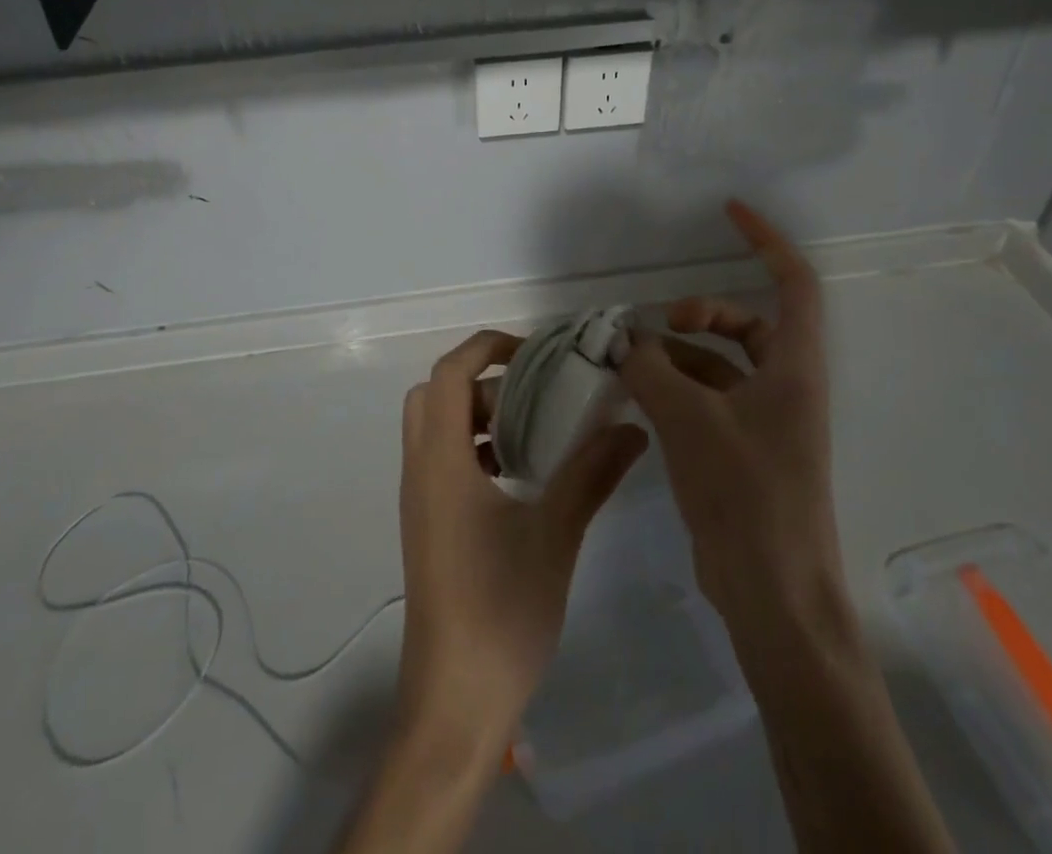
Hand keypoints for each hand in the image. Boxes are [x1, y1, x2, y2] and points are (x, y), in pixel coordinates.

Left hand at [396, 329, 647, 758]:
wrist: (454, 702)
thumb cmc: (501, 610)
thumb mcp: (556, 534)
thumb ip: (591, 473)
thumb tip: (631, 427)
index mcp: (441, 461)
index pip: (449, 373)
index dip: (486, 348)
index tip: (535, 353)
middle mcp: (420, 470)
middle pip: (436, 394)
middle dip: (483, 380)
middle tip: (534, 392)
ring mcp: (420, 501)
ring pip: (438, 428)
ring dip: (480, 416)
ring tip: (535, 430)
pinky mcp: (428, 526)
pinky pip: (443, 461)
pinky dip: (476, 448)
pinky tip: (521, 476)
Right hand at [618, 201, 849, 643]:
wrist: (774, 594)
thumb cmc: (747, 494)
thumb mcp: (690, 421)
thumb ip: (651, 371)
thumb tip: (622, 340)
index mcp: (794, 367)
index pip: (793, 283)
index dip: (765, 241)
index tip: (729, 213)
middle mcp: (785, 386)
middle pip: (749, 324)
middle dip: (703, 313)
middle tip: (660, 324)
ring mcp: (765, 422)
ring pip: (721, 365)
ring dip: (679, 355)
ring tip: (631, 362)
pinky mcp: (742, 452)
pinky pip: (708, 400)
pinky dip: (675, 389)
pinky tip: (638, 397)